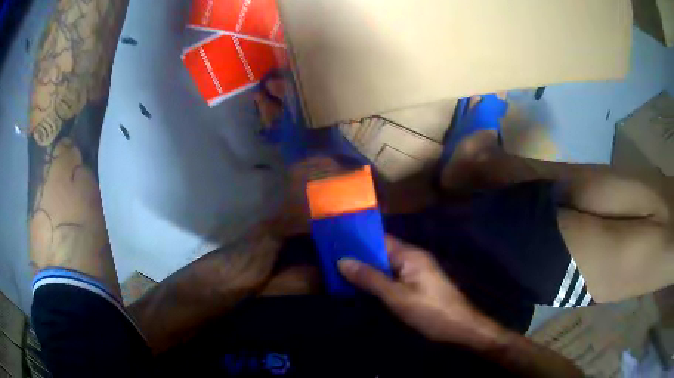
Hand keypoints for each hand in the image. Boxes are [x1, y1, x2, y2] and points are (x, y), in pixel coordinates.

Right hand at [338, 236, 503, 346]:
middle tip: (331, 261)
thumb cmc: (430, 310)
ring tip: (340, 273)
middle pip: (382, 252)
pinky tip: (363, 287)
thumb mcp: (397, 297)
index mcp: (410, 255)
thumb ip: (370, 279)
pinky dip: (378, 280)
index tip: (334, 243)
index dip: (357, 241)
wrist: (460, 327)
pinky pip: (393, 277)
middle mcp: (413, 258)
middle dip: (359, 257)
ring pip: (386, 266)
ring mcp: (417, 271)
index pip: (379, 239)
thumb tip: (342, 261)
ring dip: (367, 270)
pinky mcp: (418, 284)